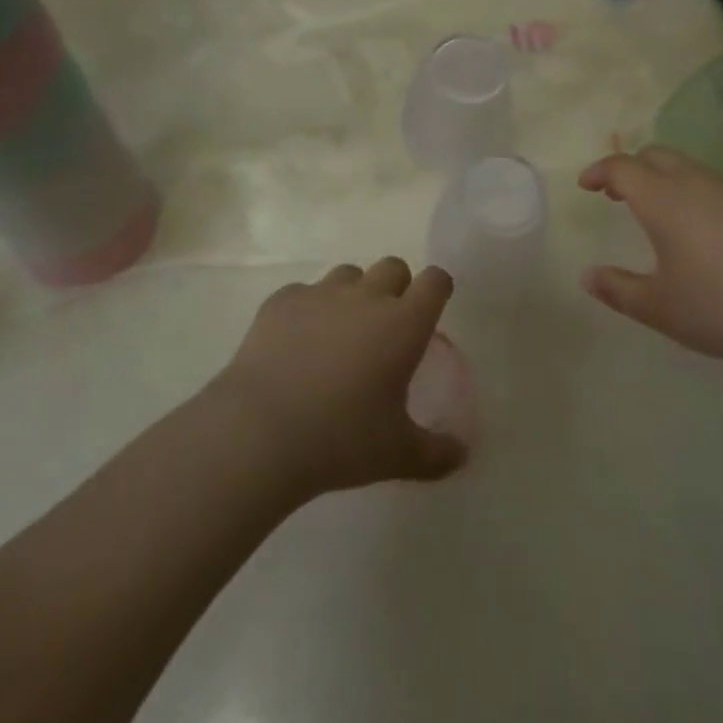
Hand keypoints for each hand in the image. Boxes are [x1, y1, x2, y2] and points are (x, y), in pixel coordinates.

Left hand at [211, 258, 466, 500]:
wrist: (260, 431)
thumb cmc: (341, 440)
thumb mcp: (397, 455)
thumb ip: (436, 453)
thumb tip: (462, 455)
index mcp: (403, 323)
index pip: (435, 281)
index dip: (437, 289)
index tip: (431, 309)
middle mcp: (366, 296)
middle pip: (393, 267)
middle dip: (396, 288)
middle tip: (386, 328)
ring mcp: (321, 293)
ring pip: (348, 275)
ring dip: (352, 295)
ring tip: (339, 335)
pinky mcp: (282, 300)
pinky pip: (303, 293)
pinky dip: (307, 310)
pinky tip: (295, 345)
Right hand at [579, 147, 722, 382]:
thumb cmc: (722, 307)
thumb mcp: (660, 307)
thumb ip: (618, 290)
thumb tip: (588, 277)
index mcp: (664, 199)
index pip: (623, 167)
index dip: (600, 171)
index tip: (586, 185)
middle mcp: (697, 183)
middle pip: (657, 156)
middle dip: (632, 168)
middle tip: (618, 194)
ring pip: (691, 169)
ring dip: (666, 180)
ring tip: (660, 215)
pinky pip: (718, 187)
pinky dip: (696, 195)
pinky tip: (705, 233)